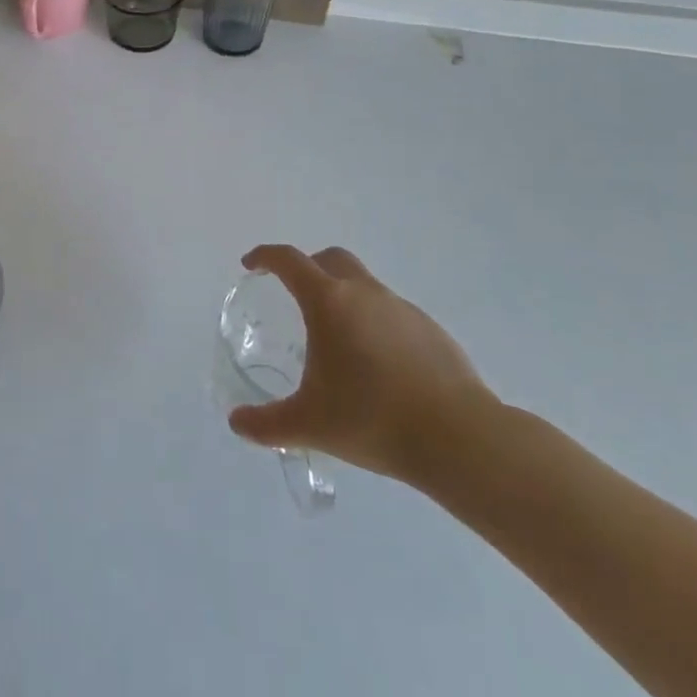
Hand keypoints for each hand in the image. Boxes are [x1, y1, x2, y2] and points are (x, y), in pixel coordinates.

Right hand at [228, 244, 497, 488]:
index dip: (265, 257)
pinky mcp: (431, 330)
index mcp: (328, 301)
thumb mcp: (309, 425)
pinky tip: (378, 365)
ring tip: (338, 340)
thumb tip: (237, 423)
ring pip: (364, 285)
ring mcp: (402, 308)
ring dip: (344, 297)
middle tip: (294, 294)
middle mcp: (364, 293)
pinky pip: (392, 313)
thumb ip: (267, 423)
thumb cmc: (372, 419)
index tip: (251, 266)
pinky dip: (375, 323)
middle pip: (330, 258)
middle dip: (307, 267)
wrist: (460, 439)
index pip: (288, 260)